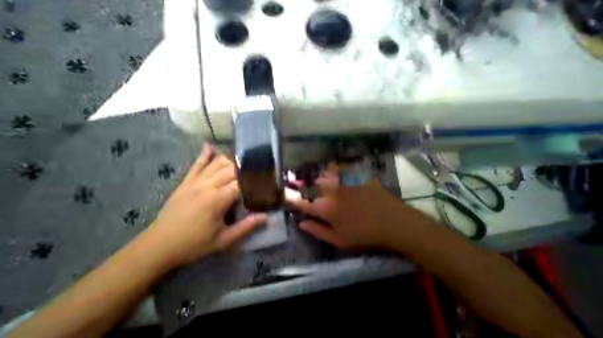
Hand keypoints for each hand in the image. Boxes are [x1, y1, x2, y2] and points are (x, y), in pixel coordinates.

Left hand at [146, 145, 265, 266]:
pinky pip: (197, 165)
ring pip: (217, 164)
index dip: (254, 180)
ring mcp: (195, 182)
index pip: (242, 182)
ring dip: (231, 161)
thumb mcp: (223, 240)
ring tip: (242, 163)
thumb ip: (246, 227)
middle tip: (255, 173)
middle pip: (232, 169)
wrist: (158, 246)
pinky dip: (205, 155)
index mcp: (218, 199)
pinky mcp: (186, 182)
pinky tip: (210, 146)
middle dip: (245, 170)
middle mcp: (208, 185)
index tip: (264, 181)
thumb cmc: (194, 244)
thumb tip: (266, 218)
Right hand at [293, 168, 432, 248]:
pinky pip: (338, 167)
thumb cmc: (364, 234)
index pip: (302, 201)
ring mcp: (343, 180)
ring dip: (314, 175)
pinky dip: (330, 168)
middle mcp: (331, 191)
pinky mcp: (354, 175)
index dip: (291, 197)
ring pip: (322, 173)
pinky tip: (329, 170)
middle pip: (309, 184)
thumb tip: (300, 223)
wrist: (392, 221)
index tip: (285, 194)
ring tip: (311, 176)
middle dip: (299, 182)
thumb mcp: (339, 240)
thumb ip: (317, 231)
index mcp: (326, 208)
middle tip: (294, 181)